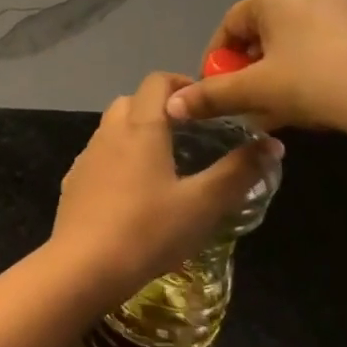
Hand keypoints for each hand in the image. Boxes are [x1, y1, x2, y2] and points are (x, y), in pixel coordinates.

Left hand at [50, 72, 280, 307]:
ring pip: (112, 128)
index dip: (182, 84)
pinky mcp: (73, 181)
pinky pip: (99, 156)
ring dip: (136, 133)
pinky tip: (133, 192)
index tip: (207, 106)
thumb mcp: (204, 204)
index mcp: (140, 127)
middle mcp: (109, 132)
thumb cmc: (149, 230)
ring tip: (165, 163)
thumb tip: (273, 143)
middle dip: (159, 108)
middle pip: (131, 101)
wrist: (84, 265)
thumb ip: (238, 172)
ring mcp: (86, 157)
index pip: (157, 81)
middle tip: (189, 135)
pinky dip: (117, 159)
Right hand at [164, 0, 346, 167]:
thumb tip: (171, 106)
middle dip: (249, 70)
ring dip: (277, 74)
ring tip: (277, 109)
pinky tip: (313, 104)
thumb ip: (210, 96)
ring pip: (293, 43)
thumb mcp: (254, 91)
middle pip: (261, 33)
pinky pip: (323, 48)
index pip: (228, 25)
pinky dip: (308, 72)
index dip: (217, 61)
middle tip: (247, 103)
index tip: (216, 91)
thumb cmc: (314, 83)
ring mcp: (344, 9)